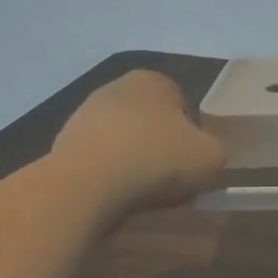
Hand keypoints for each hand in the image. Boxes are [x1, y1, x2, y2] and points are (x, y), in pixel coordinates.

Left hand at [50, 71, 227, 216]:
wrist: (87, 184)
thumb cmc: (156, 159)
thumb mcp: (211, 157)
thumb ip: (215, 152)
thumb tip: (204, 158)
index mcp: (154, 80)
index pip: (182, 104)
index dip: (191, 136)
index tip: (191, 163)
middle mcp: (116, 87)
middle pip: (150, 122)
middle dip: (159, 147)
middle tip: (169, 179)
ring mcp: (84, 114)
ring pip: (123, 141)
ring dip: (132, 162)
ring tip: (140, 194)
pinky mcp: (62, 144)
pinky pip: (98, 161)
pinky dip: (107, 176)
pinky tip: (113, 197)